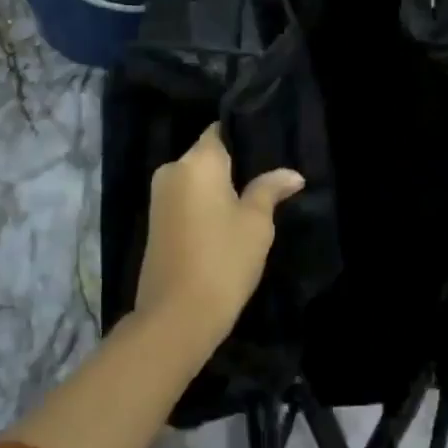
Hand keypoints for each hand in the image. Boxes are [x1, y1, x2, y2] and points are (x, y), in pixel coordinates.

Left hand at [137, 125, 303, 352]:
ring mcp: (159, 197)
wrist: (176, 316)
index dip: (243, 136)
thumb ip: (270, 190)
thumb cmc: (223, 259)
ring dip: (220, 188)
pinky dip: (205, 204)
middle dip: (234, 165)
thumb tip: (292, 174)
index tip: (268, 145)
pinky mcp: (155, 222)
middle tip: (269, 176)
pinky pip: (186, 200)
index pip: (220, 131)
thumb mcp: (256, 223)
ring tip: (254, 198)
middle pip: (207, 156)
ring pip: (196, 180)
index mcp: (197, 161)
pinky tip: (228, 220)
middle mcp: (172, 170)